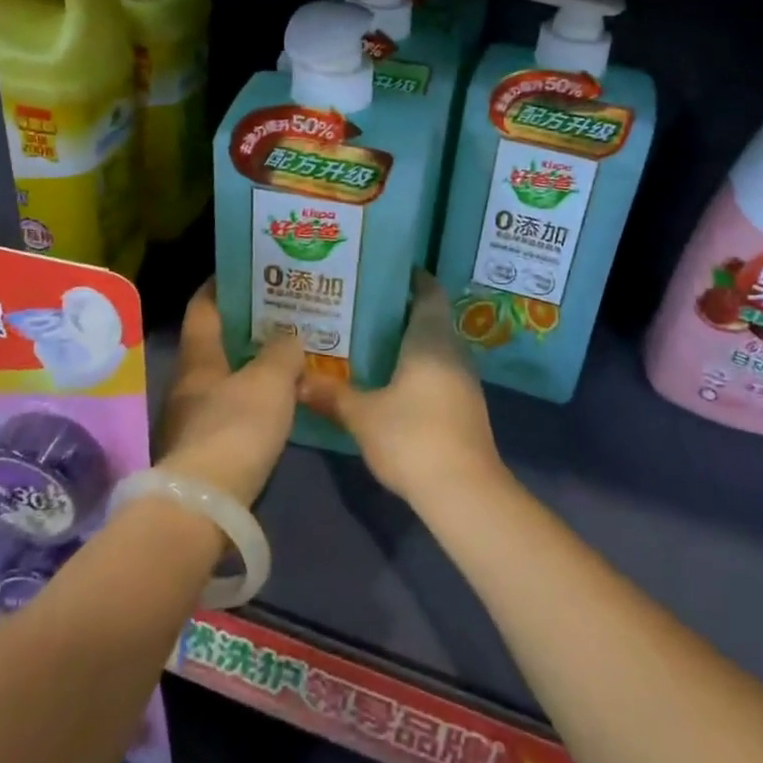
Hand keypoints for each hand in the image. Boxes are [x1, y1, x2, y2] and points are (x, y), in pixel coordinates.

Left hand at [156, 280, 305, 506]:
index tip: (244, 270)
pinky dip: (251, 399)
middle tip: (281, 314)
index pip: (204, 307)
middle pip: (215, 343)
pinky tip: (277, 402)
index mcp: (198, 358)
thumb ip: (282, 352)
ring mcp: (192, 419)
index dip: (220, 285)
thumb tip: (289, 338)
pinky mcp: (203, 451)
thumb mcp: (270, 381)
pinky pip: (231, 410)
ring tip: (285, 355)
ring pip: (224, 378)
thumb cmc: (235, 428)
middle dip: (244, 327)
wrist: (205, 507)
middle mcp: (189, 383)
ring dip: (250, 365)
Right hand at [298, 273, 504, 505]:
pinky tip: (393, 379)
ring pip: (436, 345)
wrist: (464, 491)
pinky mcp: (466, 405)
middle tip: (363, 306)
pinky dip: (418, 365)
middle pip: (431, 317)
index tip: (384, 271)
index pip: (428, 291)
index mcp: (431, 338)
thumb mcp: (363, 415)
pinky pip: (440, 370)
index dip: (412, 278)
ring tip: (372, 340)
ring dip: (410, 340)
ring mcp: (464, 379)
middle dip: (402, 310)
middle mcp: (452, 350)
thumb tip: (296, 379)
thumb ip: (331, 394)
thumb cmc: (413, 437)